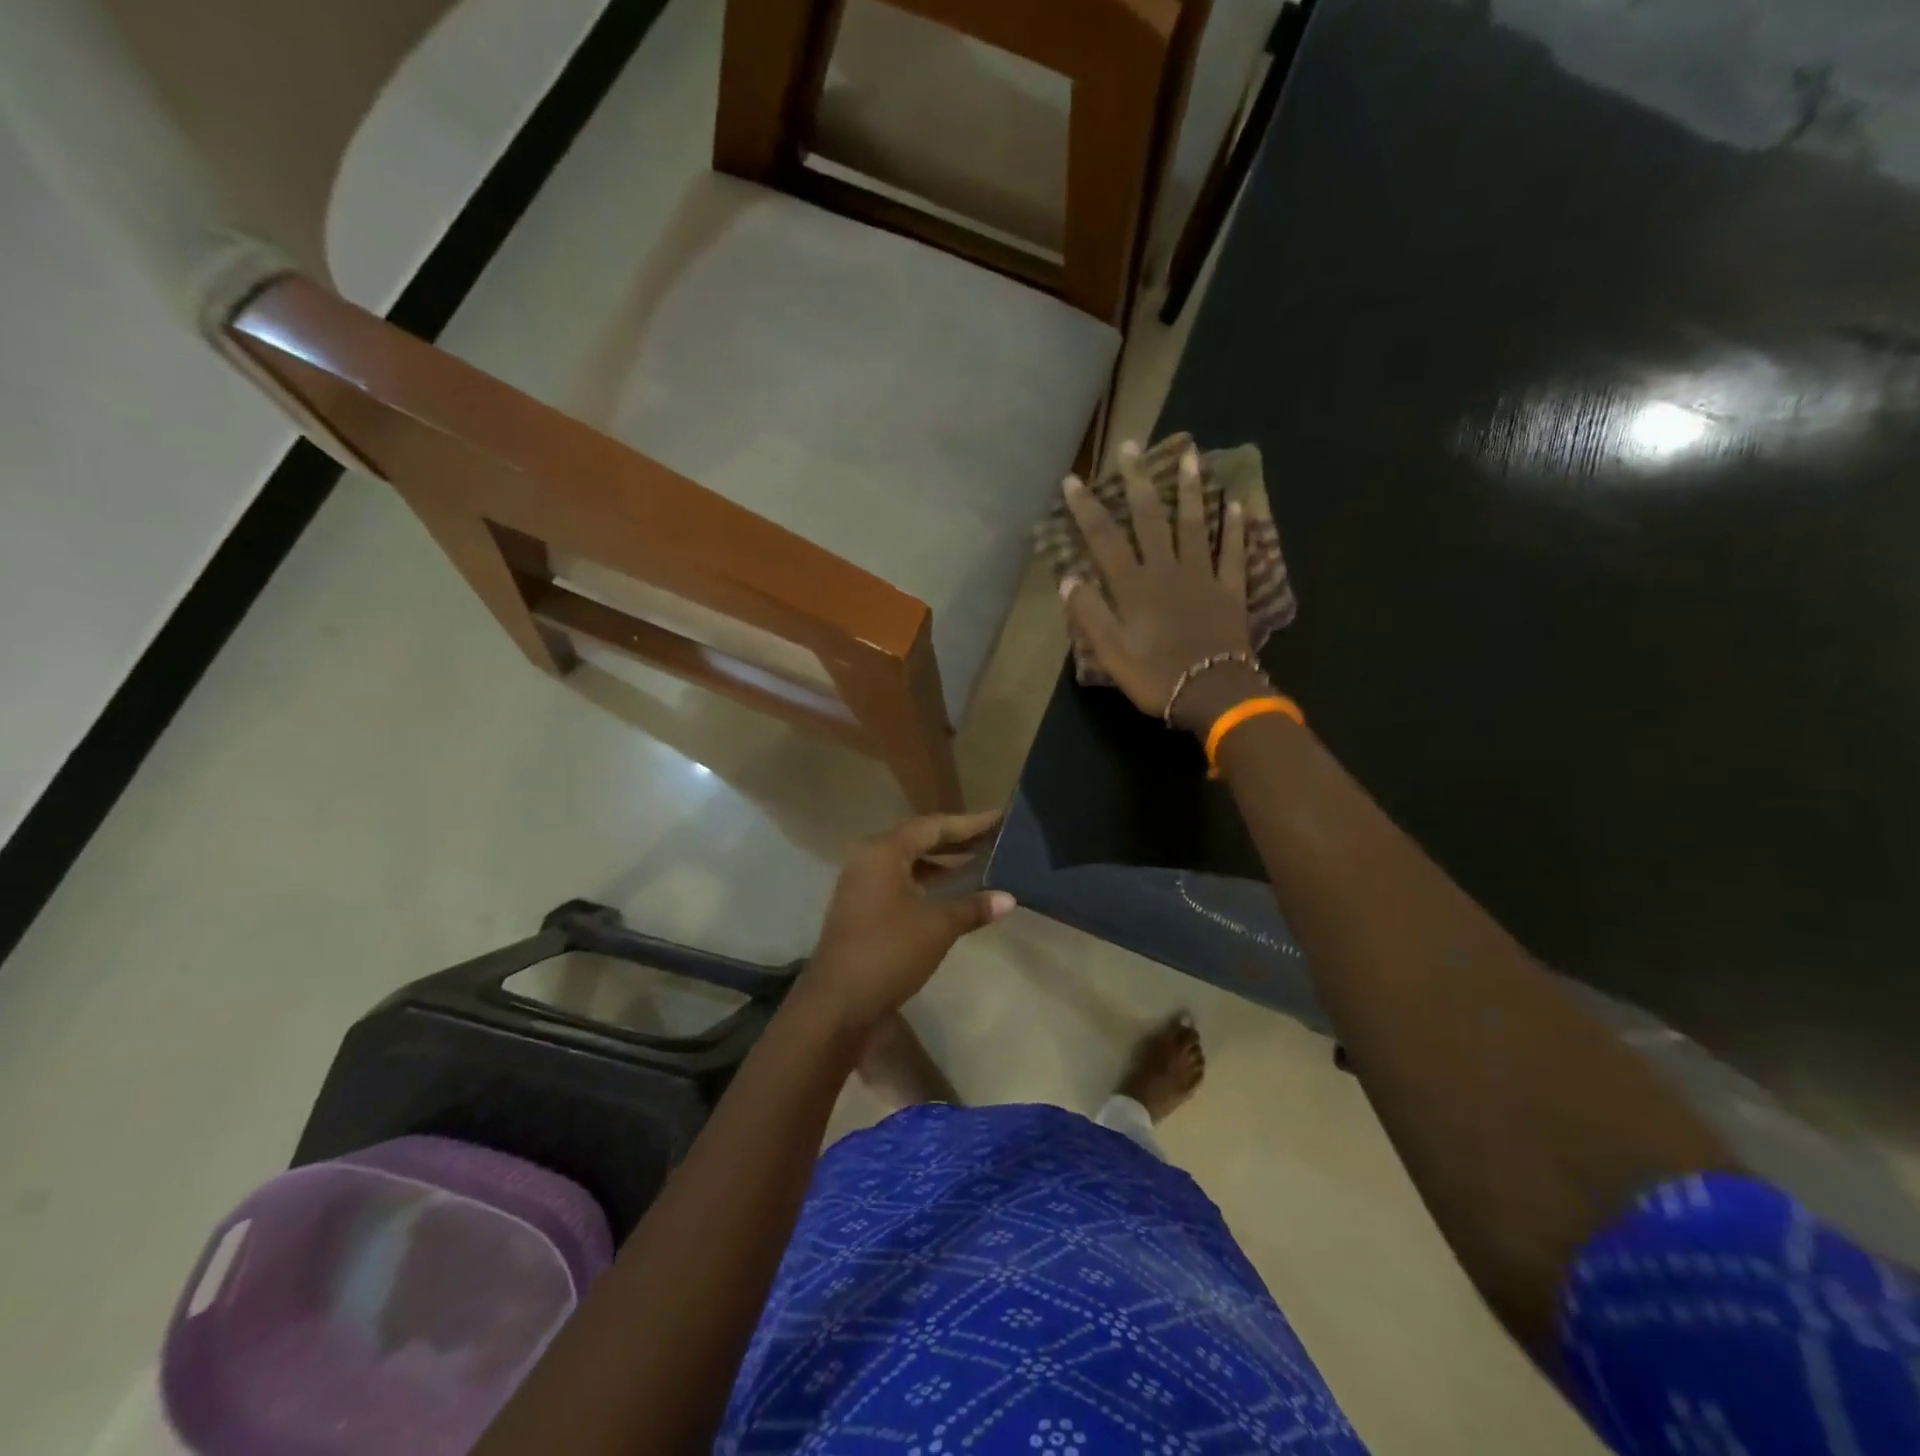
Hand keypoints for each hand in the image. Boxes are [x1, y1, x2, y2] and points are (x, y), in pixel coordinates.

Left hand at [801, 811, 1014, 1032]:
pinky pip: (899, 882)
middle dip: (956, 841)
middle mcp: (868, 858)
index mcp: (883, 851)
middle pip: (918, 840)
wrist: (837, 1004)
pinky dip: (927, 882)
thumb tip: (1009, 898)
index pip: (933, 826)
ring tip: (979, 862)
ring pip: (908, 862)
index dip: (969, 823)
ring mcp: (861, 884)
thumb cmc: (888, 952)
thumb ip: (973, 907)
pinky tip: (952, 892)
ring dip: (941, 863)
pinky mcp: (861, 908)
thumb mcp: (937, 927)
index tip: (1000, 818)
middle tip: (993, 838)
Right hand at [1061, 440, 1256, 731]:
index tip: (1074, 480)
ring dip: (1189, 488)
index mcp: (1134, 586)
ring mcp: (1203, 575)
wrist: (1214, 694)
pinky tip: (1235, 502)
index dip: (1087, 508)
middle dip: (1137, 480)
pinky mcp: (1231, 589)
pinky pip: (1233, 551)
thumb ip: (1090, 614)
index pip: (1105, 539)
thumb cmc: (1156, 677)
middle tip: (1132, 445)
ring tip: (1189, 455)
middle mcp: (1167, 570)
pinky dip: (1234, 527)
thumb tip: (1070, 578)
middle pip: (1150, 518)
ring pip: (1195, 523)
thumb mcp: (1111, 654)